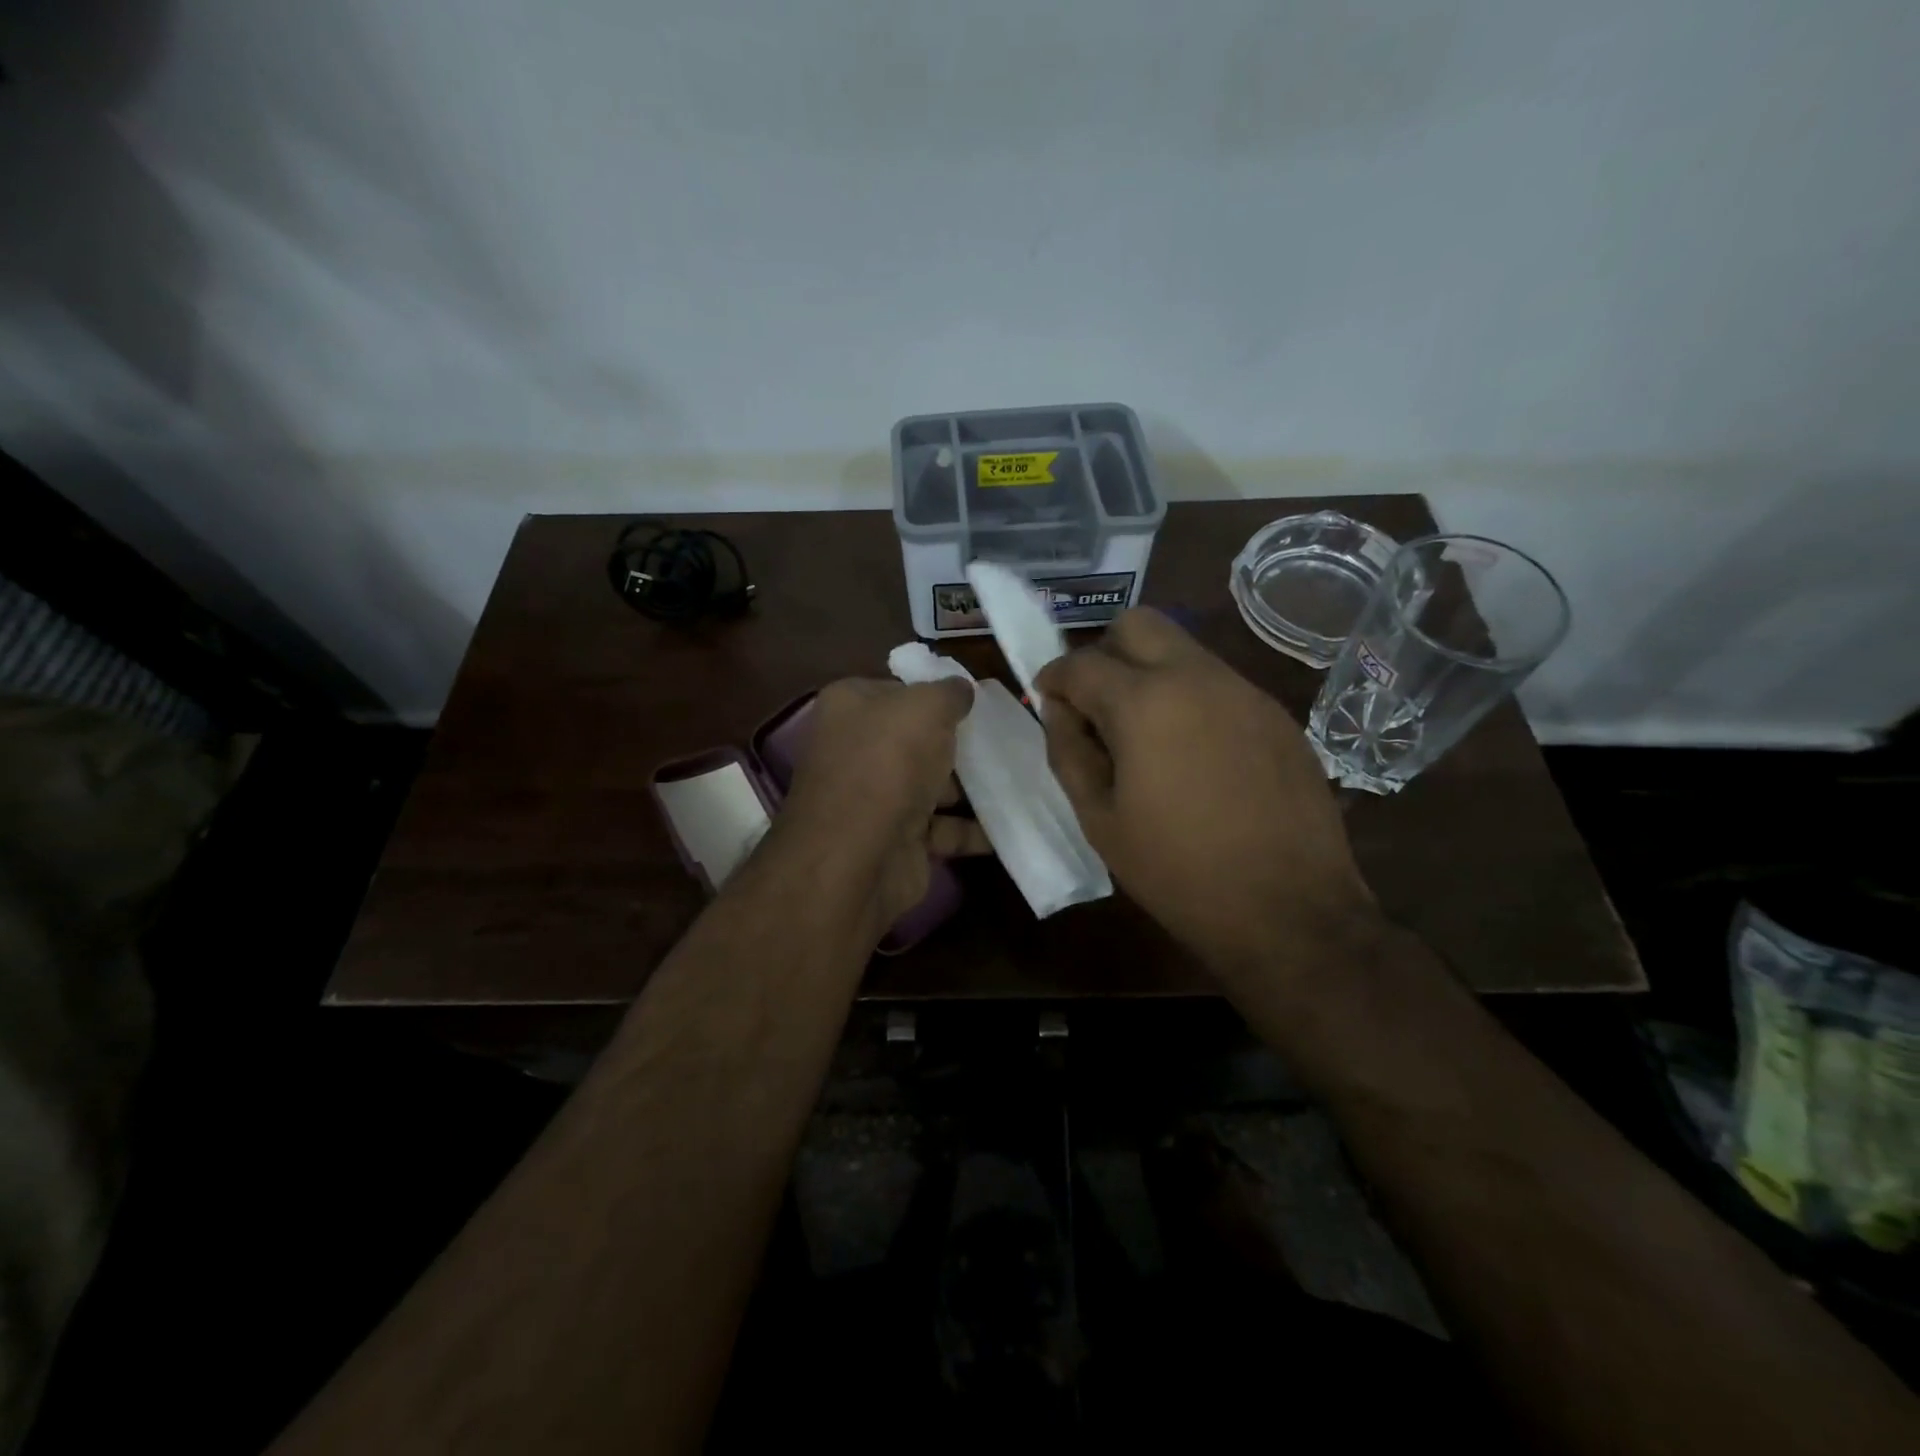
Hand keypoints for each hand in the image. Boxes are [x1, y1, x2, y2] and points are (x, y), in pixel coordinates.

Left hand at [774, 677, 990, 938]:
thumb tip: (961, 689)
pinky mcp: (896, 841)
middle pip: (915, 740)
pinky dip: (971, 830)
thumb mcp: (926, 707)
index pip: (896, 691)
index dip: (933, 693)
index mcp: (849, 707)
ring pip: (931, 786)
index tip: (975, 701)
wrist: (861, 854)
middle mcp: (856, 750)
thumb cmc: (889, 762)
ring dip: (970, 789)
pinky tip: (1008, 825)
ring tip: (1018, 780)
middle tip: (1004, 740)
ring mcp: (874, 799)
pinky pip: (941, 829)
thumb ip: (949, 693)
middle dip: (956, 744)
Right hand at [1034, 610, 1380, 981]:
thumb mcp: (1100, 819)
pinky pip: (1219, 684)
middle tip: (1097, 704)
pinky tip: (1195, 755)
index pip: (1081, 662)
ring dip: (1150, 673)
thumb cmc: (1177, 871)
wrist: (1289, 911)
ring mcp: (1245, 691)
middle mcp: (1197, 677)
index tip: (1048, 700)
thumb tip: (1058, 709)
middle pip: (1138, 624)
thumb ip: (1068, 752)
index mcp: (1144, 703)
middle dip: (1105, 652)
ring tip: (1145, 735)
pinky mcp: (1277, 714)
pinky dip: (1191, 699)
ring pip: (1183, 650)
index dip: (1054, 678)